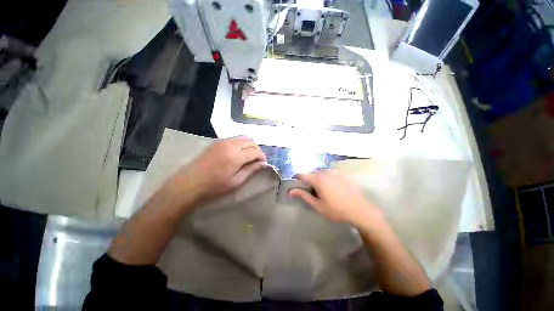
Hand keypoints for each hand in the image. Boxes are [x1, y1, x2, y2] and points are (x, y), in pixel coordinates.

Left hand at [168, 137, 266, 205]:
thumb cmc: (214, 187)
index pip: (256, 150)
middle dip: (257, 150)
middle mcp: (230, 144)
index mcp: (236, 156)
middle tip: (256, 161)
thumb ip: (251, 170)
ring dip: (249, 146)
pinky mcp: (216, 142)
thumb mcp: (236, 182)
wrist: (189, 183)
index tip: (263, 164)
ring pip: (243, 138)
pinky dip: (241, 144)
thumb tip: (264, 164)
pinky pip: (234, 139)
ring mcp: (222, 141)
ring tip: (248, 157)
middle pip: (251, 141)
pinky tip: (238, 154)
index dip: (262, 157)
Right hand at [289, 170, 380, 225]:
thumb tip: (290, 191)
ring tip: (322, 191)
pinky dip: (326, 179)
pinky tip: (332, 188)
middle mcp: (325, 172)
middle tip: (311, 192)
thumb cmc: (336, 210)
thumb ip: (303, 195)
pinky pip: (329, 174)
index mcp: (318, 179)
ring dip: (317, 179)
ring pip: (320, 173)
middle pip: (311, 174)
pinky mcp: (342, 174)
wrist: (360, 210)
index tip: (296, 185)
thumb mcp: (317, 205)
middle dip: (308, 181)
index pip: (302, 175)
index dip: (296, 179)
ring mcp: (335, 172)